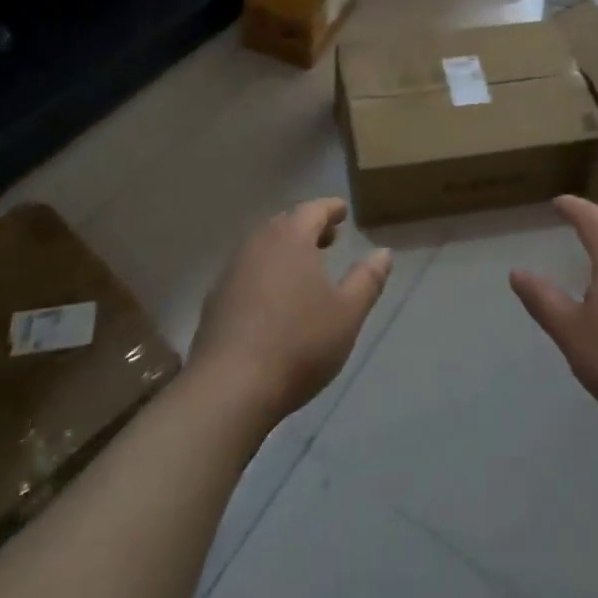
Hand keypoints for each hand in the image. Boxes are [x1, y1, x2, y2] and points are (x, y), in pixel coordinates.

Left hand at [189, 199, 391, 427]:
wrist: (230, 388)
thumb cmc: (299, 343)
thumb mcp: (347, 313)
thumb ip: (367, 279)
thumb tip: (383, 253)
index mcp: (291, 238)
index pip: (313, 209)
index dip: (331, 208)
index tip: (343, 211)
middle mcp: (257, 244)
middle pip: (285, 224)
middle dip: (308, 227)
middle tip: (328, 238)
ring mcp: (231, 272)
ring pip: (262, 247)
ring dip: (285, 249)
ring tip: (304, 268)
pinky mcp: (214, 300)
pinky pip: (246, 272)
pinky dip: (264, 273)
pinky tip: (273, 299)